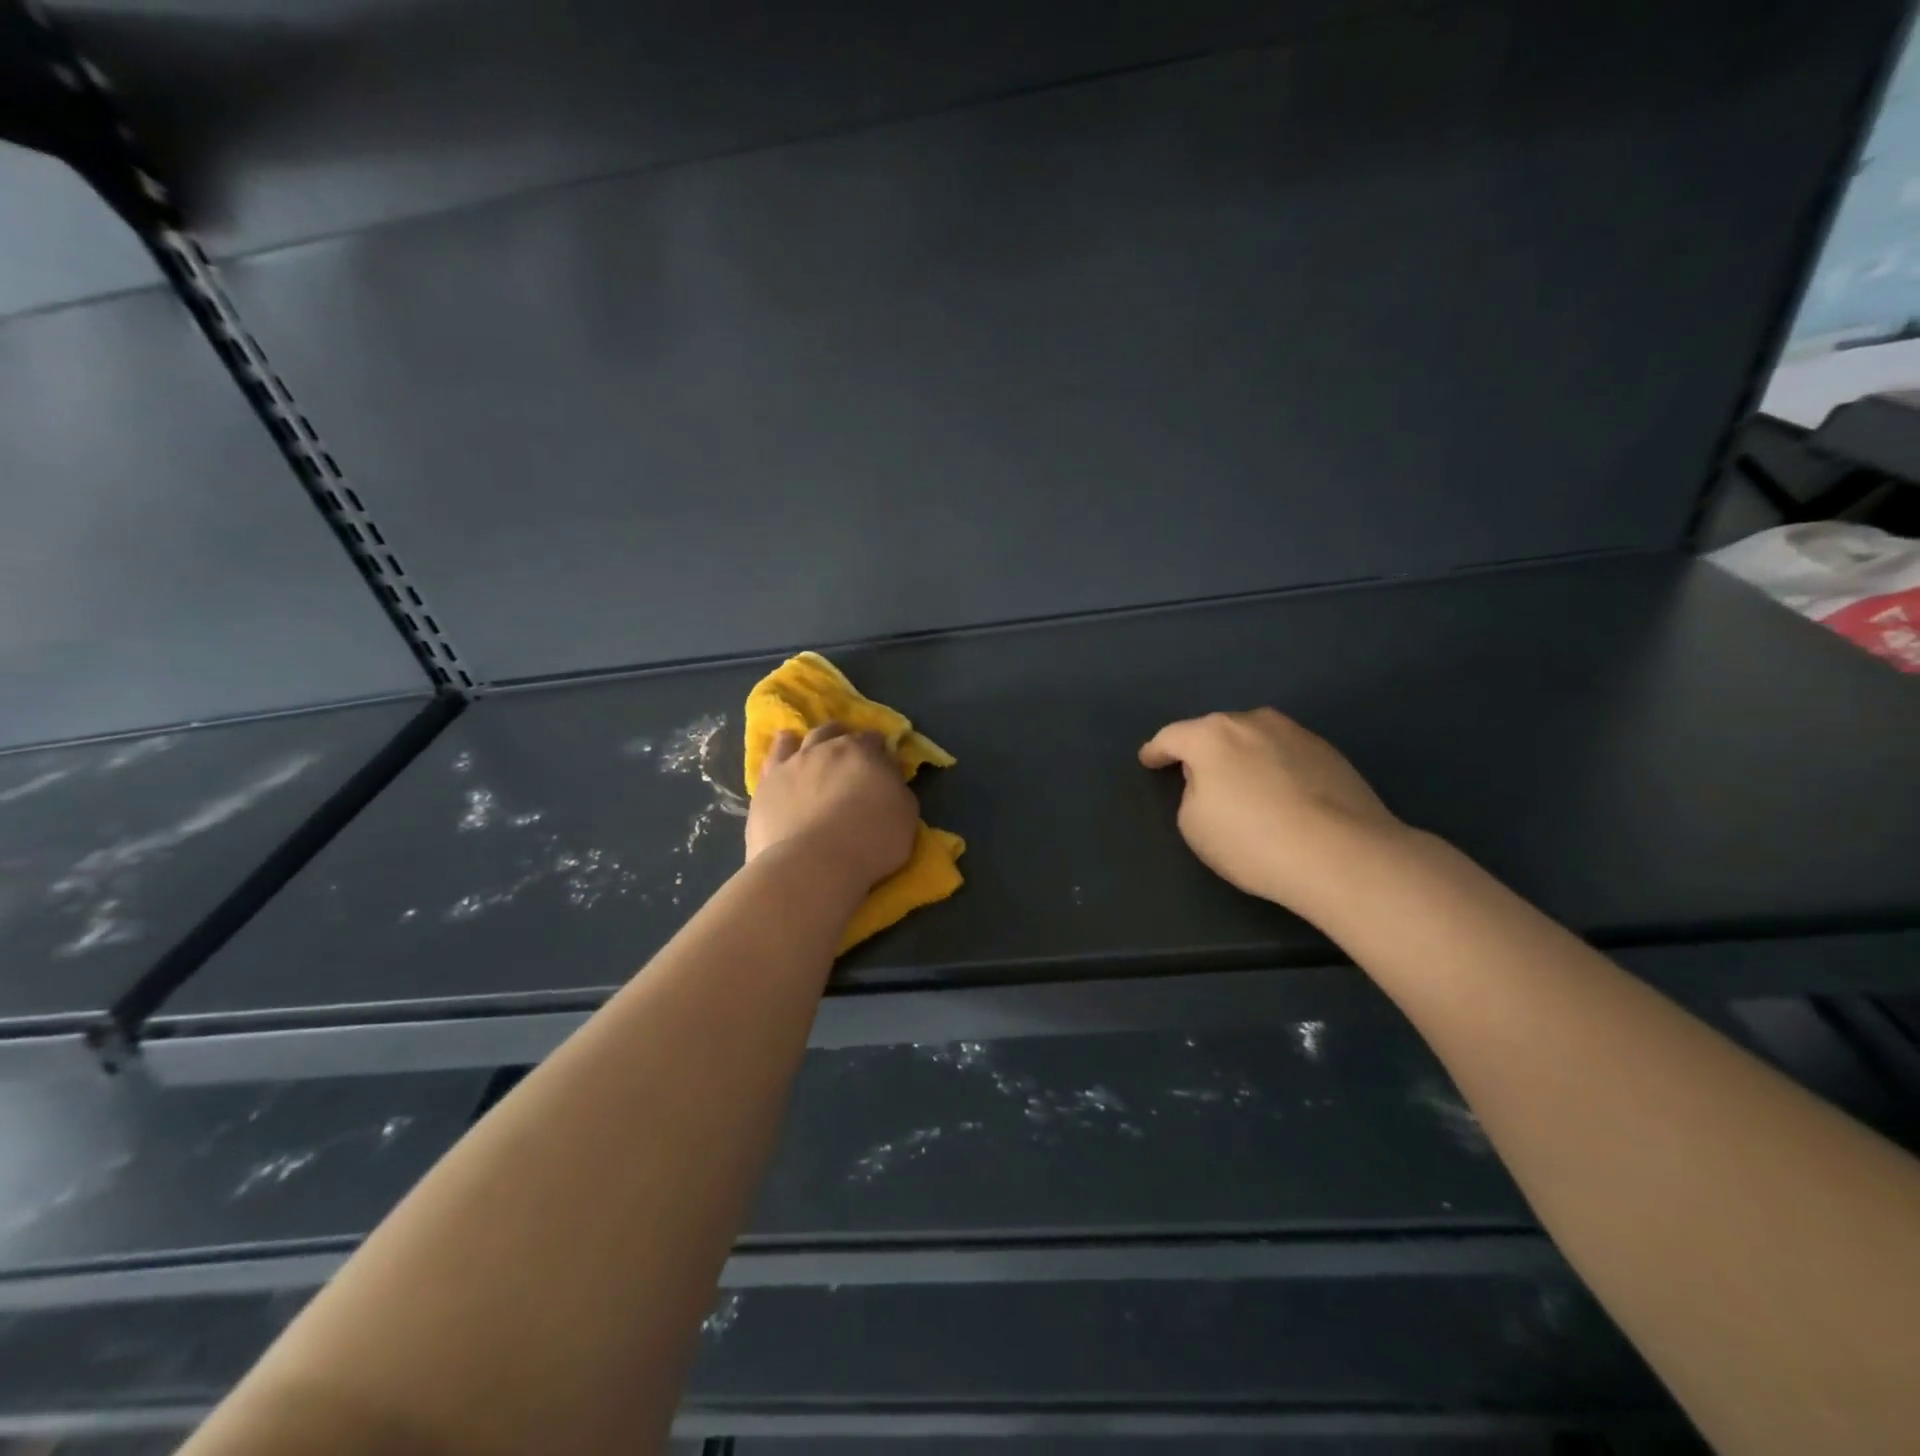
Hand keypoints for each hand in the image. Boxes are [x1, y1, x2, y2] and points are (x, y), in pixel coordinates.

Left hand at [746, 723, 918, 889]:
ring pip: (801, 740)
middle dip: (843, 738)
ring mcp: (792, 765)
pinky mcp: (766, 785)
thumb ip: (896, 788)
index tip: (882, 760)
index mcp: (862, 752)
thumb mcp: (905, 815)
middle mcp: (825, 749)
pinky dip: (781, 751)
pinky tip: (782, 755)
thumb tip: (888, 774)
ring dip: (811, 741)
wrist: (812, 864)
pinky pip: (772, 758)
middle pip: (834, 733)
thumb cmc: (869, 842)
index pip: (873, 740)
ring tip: (814, 747)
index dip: (878, 748)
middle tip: (848, 752)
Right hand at [1139, 708, 1406, 913]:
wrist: (1342, 855)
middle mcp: (1252, 722)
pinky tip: (1281, 795)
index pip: (1172, 737)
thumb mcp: (1194, 824)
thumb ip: (1192, 792)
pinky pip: (1285, 754)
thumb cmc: (1252, 840)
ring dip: (1242, 756)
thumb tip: (1212, 782)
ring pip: (1254, 739)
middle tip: (1197, 777)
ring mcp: (1295, 733)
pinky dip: (1274, 767)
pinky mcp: (1329, 752)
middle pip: (1216, 732)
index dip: (1156, 751)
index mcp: (1211, 735)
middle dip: (1203, 750)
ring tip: (1243, 785)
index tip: (1148, 760)